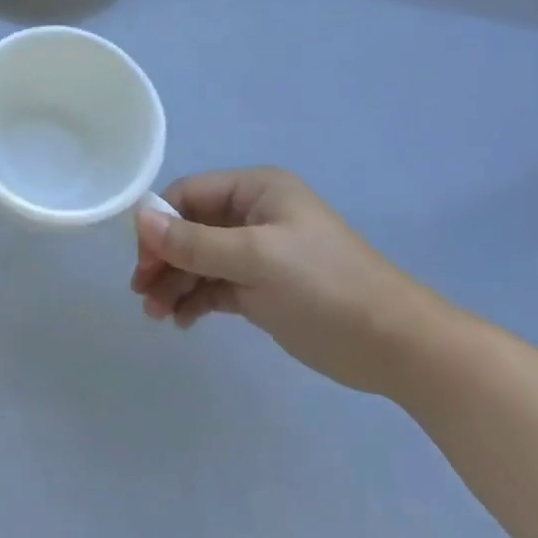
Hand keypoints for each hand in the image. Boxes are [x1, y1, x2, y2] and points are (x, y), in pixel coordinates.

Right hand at [130, 168, 444, 395]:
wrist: (397, 348)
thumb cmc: (326, 287)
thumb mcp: (256, 258)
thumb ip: (195, 241)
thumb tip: (140, 219)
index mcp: (255, 190)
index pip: (189, 195)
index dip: (160, 223)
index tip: (143, 260)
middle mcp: (252, 215)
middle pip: (190, 228)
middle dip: (164, 258)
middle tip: (143, 293)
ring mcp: (257, 253)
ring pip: (199, 260)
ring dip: (175, 283)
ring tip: (157, 315)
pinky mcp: (261, 289)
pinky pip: (215, 286)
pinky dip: (195, 300)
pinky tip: (181, 321)